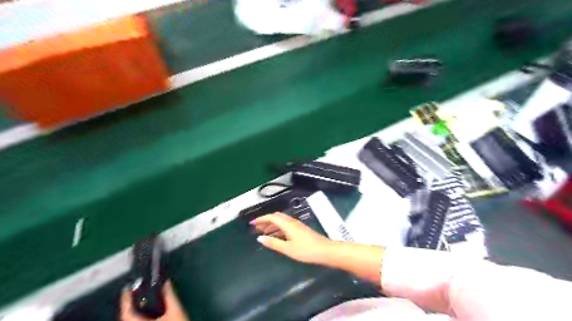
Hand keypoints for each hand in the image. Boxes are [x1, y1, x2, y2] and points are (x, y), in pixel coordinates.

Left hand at [120, 282, 188, 319]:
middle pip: (126, 319)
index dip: (125, 300)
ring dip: (133, 313)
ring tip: (140, 301)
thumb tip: (166, 283)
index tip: (126, 288)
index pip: (127, 313)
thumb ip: (169, 296)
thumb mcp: (176, 311)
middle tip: (133, 293)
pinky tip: (146, 314)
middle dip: (128, 306)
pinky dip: (138, 318)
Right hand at [250, 213, 335, 262]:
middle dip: (266, 221)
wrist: (326, 251)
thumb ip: (273, 243)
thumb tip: (260, 238)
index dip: (261, 219)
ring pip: (282, 221)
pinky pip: (286, 225)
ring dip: (272, 225)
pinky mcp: (301, 230)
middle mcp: (292, 222)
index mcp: (288, 224)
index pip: (272, 217)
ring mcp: (298, 225)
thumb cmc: (306, 250)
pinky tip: (277, 236)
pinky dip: (279, 229)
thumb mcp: (288, 249)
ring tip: (264, 233)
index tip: (252, 223)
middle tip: (257, 228)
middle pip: (277, 217)